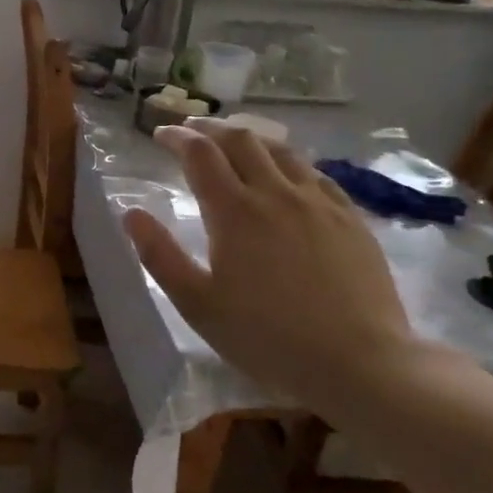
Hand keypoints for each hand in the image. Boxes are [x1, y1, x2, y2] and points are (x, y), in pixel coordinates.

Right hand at [122, 121, 413, 409]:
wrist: (360, 363)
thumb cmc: (267, 337)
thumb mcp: (198, 304)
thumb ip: (159, 255)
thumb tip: (131, 213)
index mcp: (234, 211)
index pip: (199, 154)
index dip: (176, 137)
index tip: (161, 134)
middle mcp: (275, 193)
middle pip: (240, 140)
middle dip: (210, 129)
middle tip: (192, 131)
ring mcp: (318, 202)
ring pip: (281, 150)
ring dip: (250, 138)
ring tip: (235, 142)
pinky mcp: (350, 218)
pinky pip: (315, 174)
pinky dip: (289, 162)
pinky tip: (287, 175)